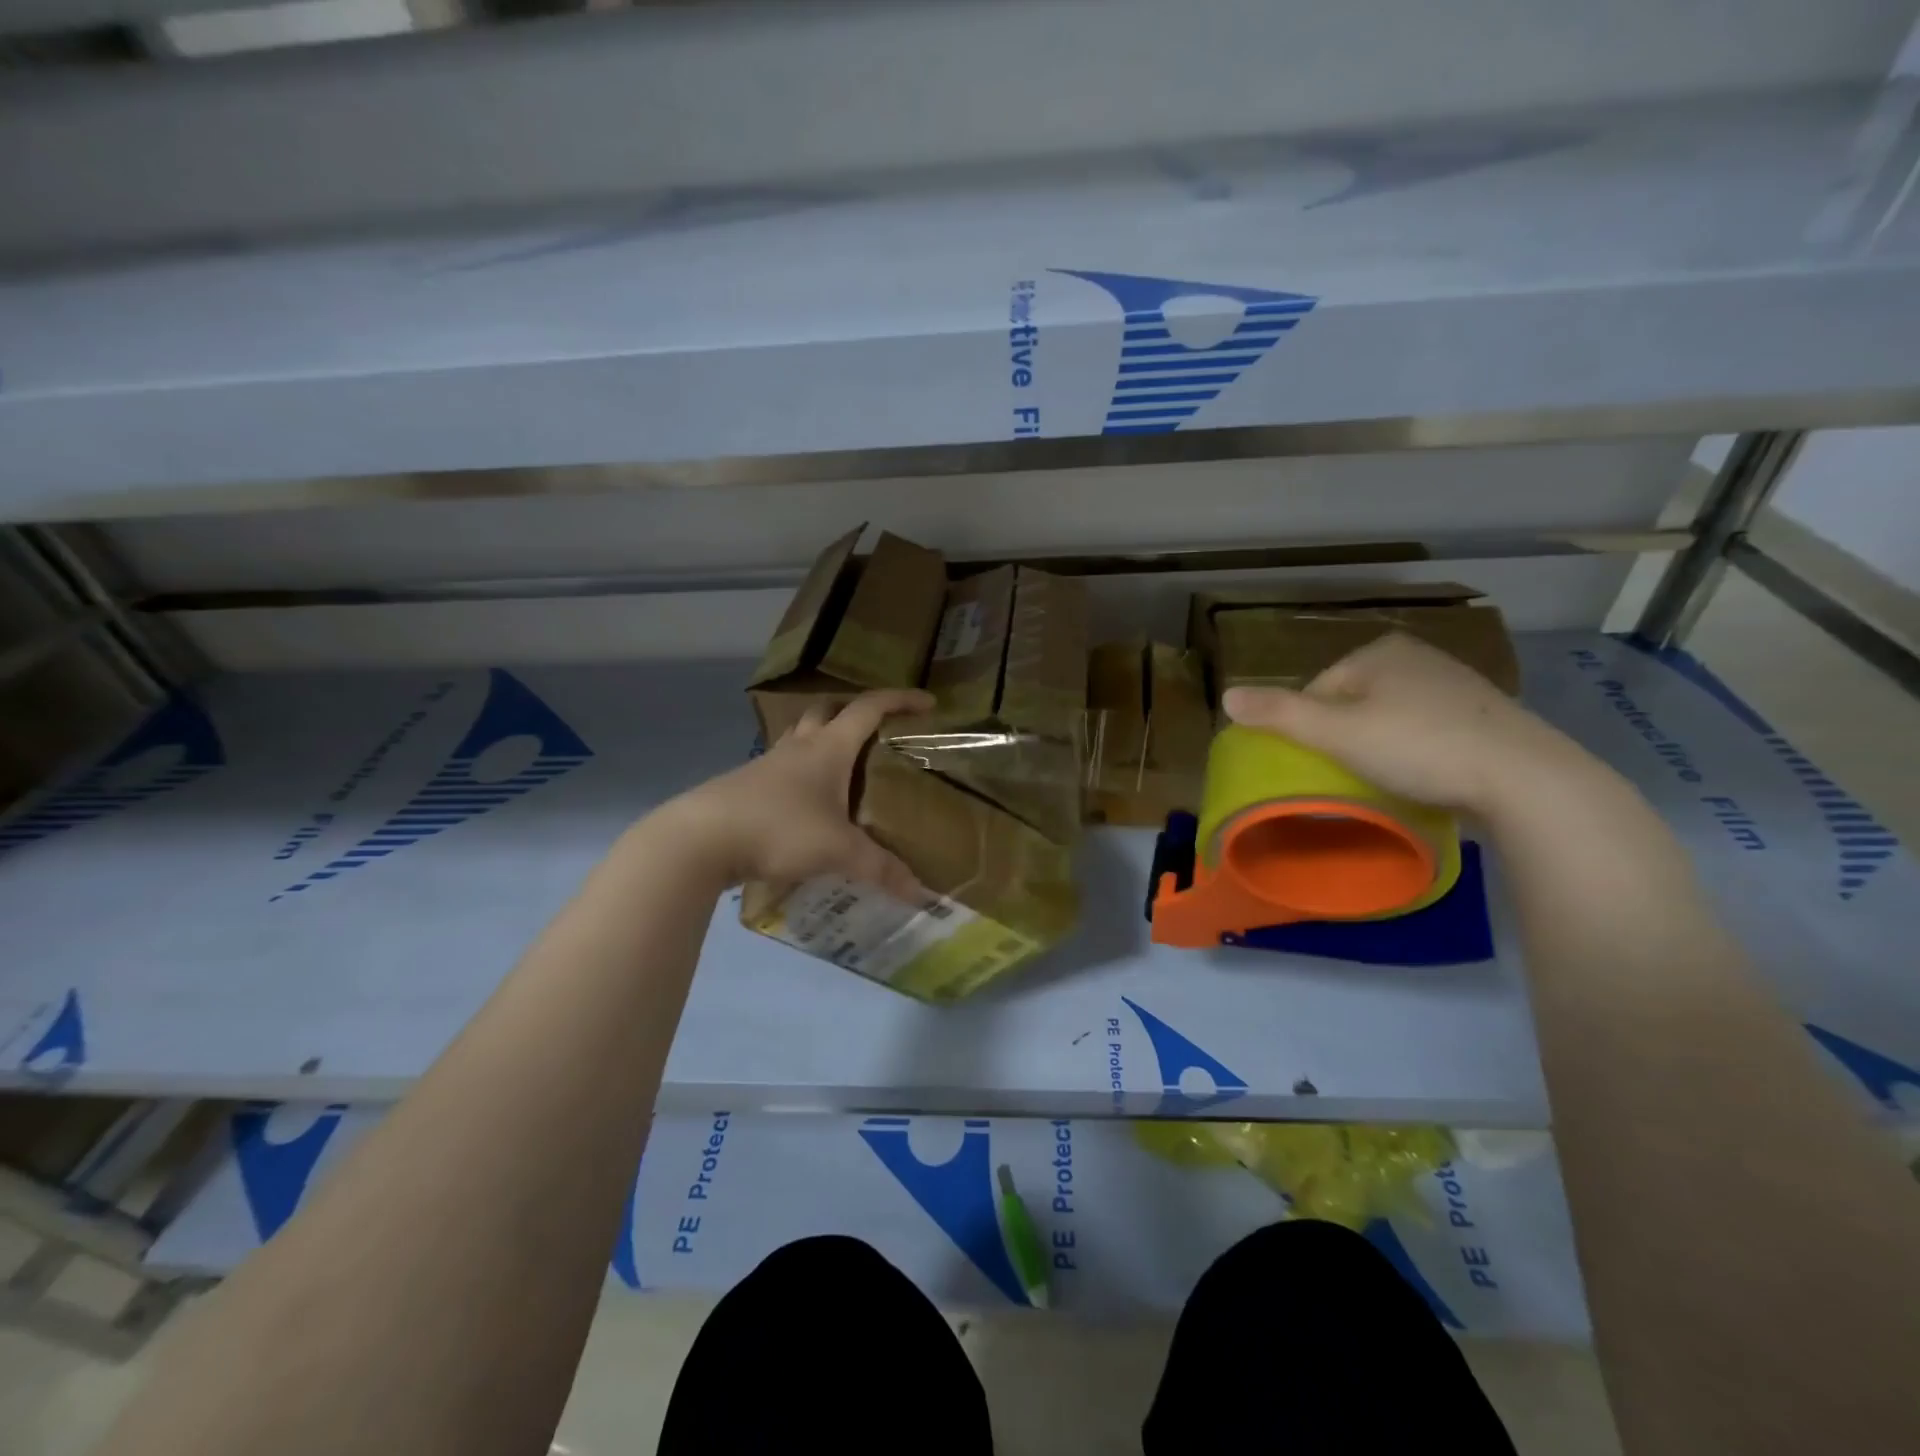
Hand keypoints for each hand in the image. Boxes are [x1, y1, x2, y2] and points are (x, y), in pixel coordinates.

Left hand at [655, 689, 933, 898]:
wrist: (700, 838)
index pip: (869, 709)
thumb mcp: (837, 850)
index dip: (900, 700)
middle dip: (854, 713)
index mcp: (828, 748)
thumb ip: (880, 869)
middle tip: (877, 733)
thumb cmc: (778, 828)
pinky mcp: (747, 786)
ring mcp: (768, 764)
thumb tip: (921, 893)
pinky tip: (807, 803)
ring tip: (843, 768)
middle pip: (828, 711)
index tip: (927, 702)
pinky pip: (782, 768)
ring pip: (800, 737)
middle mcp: (799, 746)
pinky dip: (800, 774)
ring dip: (823, 740)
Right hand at [1221, 633, 1589, 816]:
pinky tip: (1424, 774)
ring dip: (1379, 745)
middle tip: (1351, 775)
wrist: (1524, 777)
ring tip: (1386, 779)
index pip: (1318, 690)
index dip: (1310, 730)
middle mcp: (1416, 656)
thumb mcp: (1336, 733)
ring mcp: (1455, 683)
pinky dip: (1416, 749)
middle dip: (1345, 736)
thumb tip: (1225, 696)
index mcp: (1378, 651)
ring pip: (1390, 716)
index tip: (1321, 765)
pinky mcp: (1484, 713)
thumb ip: (1279, 714)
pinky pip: (1426, 728)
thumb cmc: (1418, 746)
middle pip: (1352, 702)